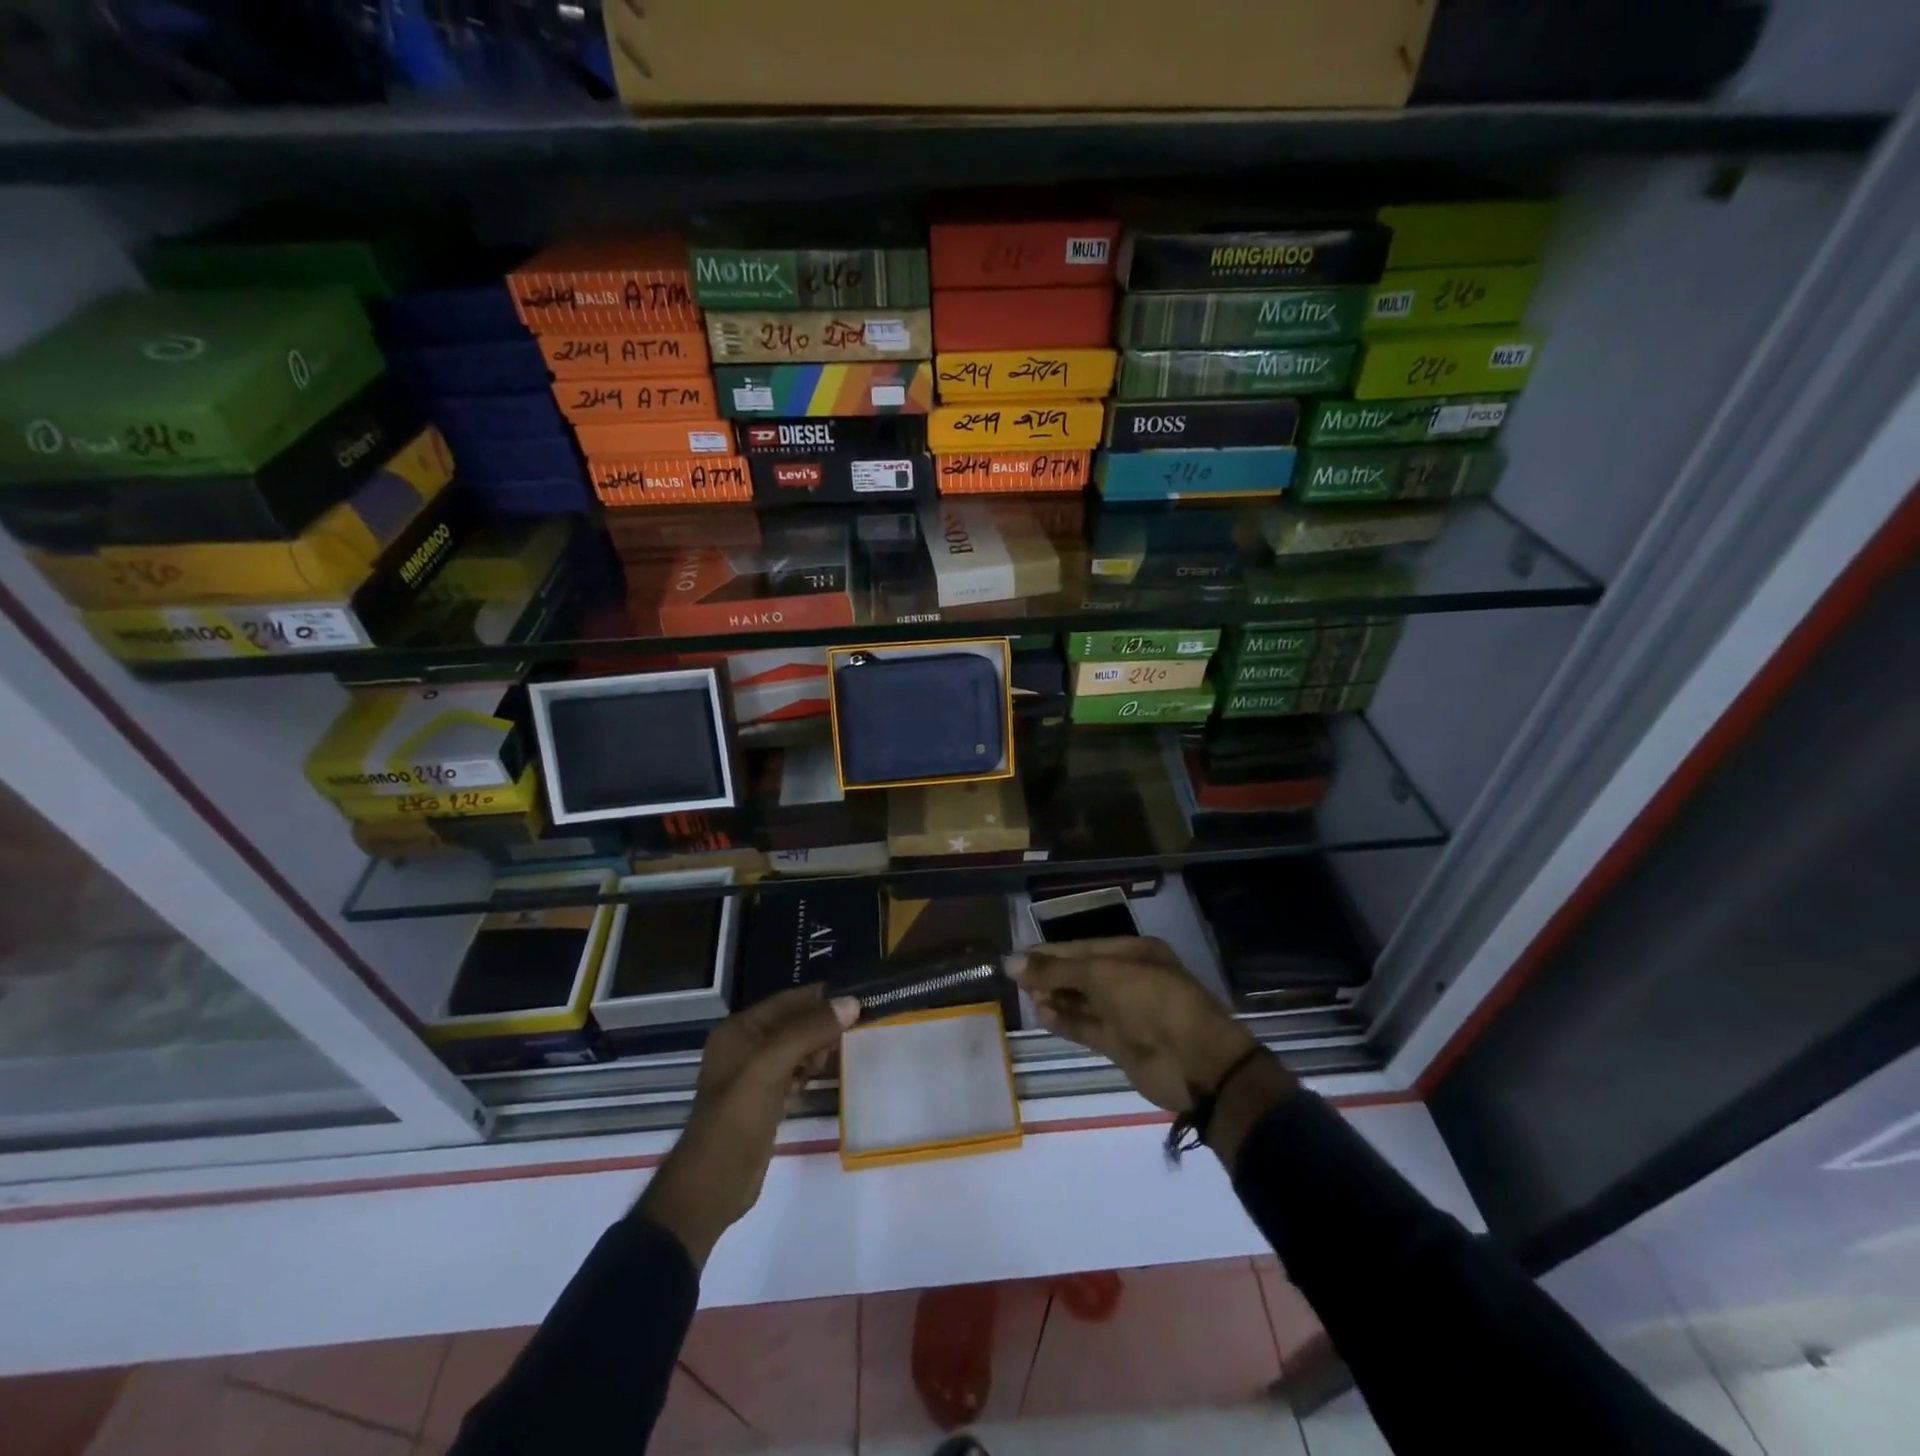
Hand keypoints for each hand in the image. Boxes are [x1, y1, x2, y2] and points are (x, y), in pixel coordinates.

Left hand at [637, 986, 858, 1268]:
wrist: (714, 1183)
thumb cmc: (738, 1115)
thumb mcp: (773, 1064)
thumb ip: (810, 1030)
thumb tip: (852, 1002)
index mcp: (739, 1029)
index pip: (787, 1000)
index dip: (821, 998)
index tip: (858, 999)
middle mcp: (745, 1046)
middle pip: (793, 1023)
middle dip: (821, 1025)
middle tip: (851, 1034)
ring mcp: (754, 1074)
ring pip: (796, 1048)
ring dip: (817, 1048)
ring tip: (835, 1058)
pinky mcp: (765, 1099)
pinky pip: (794, 1072)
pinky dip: (810, 1071)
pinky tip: (821, 1077)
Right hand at [1012, 937, 1295, 1164]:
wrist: (1195, 1062)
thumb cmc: (1150, 1001)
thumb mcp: (1101, 976)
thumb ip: (1056, 970)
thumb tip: (1011, 962)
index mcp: (1134, 953)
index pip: (1083, 947)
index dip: (1051, 951)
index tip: (1018, 957)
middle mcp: (1129, 979)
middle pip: (1081, 973)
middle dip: (1051, 974)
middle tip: (1016, 979)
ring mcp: (1126, 1013)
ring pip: (1082, 1001)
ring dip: (1055, 998)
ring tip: (1026, 997)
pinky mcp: (1121, 1043)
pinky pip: (1086, 1027)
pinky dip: (1064, 1021)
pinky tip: (1042, 1014)